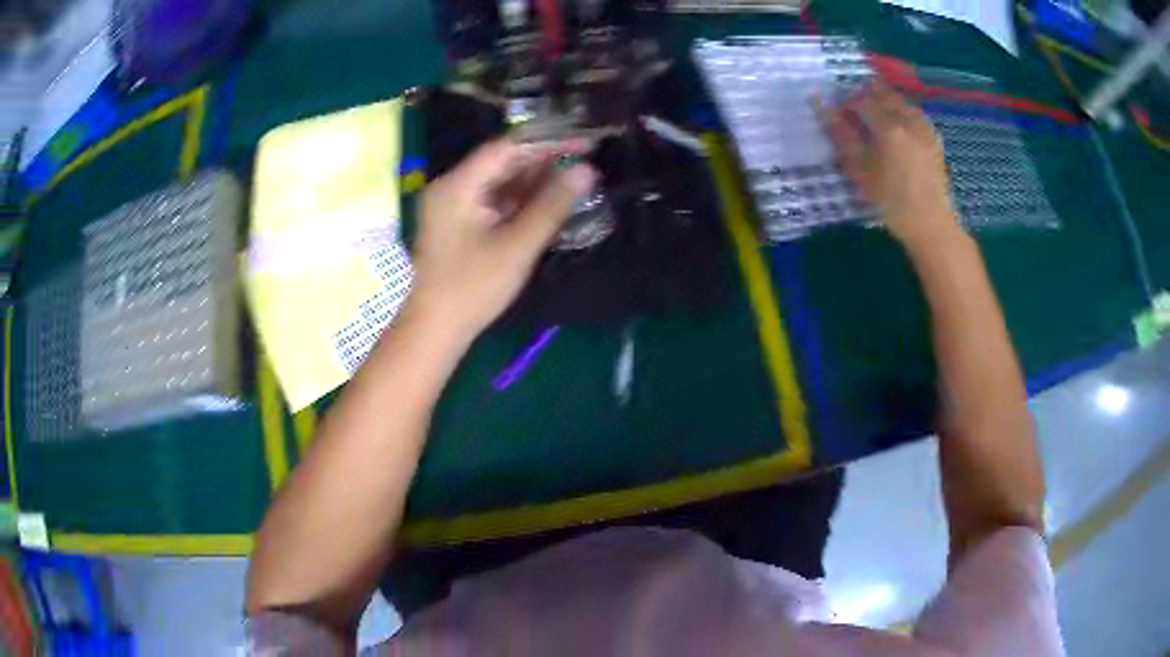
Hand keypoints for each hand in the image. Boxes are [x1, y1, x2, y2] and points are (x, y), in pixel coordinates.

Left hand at [409, 138, 596, 338]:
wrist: (436, 329)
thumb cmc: (473, 288)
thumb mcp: (517, 246)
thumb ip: (552, 206)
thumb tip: (586, 171)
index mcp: (458, 185)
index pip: (507, 148)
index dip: (547, 141)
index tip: (583, 141)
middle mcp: (452, 186)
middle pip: (502, 161)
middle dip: (543, 160)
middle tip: (585, 159)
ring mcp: (454, 204)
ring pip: (500, 180)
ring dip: (535, 179)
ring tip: (574, 178)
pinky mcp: (460, 222)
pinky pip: (494, 199)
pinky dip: (521, 198)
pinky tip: (549, 200)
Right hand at [821, 82, 962, 251]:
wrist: (931, 225)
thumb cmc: (892, 202)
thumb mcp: (861, 171)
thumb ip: (842, 135)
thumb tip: (821, 106)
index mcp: (888, 127)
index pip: (861, 100)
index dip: (846, 101)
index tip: (838, 112)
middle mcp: (908, 121)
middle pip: (884, 94)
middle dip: (867, 95)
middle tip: (855, 108)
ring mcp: (924, 128)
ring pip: (901, 102)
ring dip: (886, 100)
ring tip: (876, 113)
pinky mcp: (934, 140)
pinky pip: (915, 114)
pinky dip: (903, 111)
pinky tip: (899, 123)